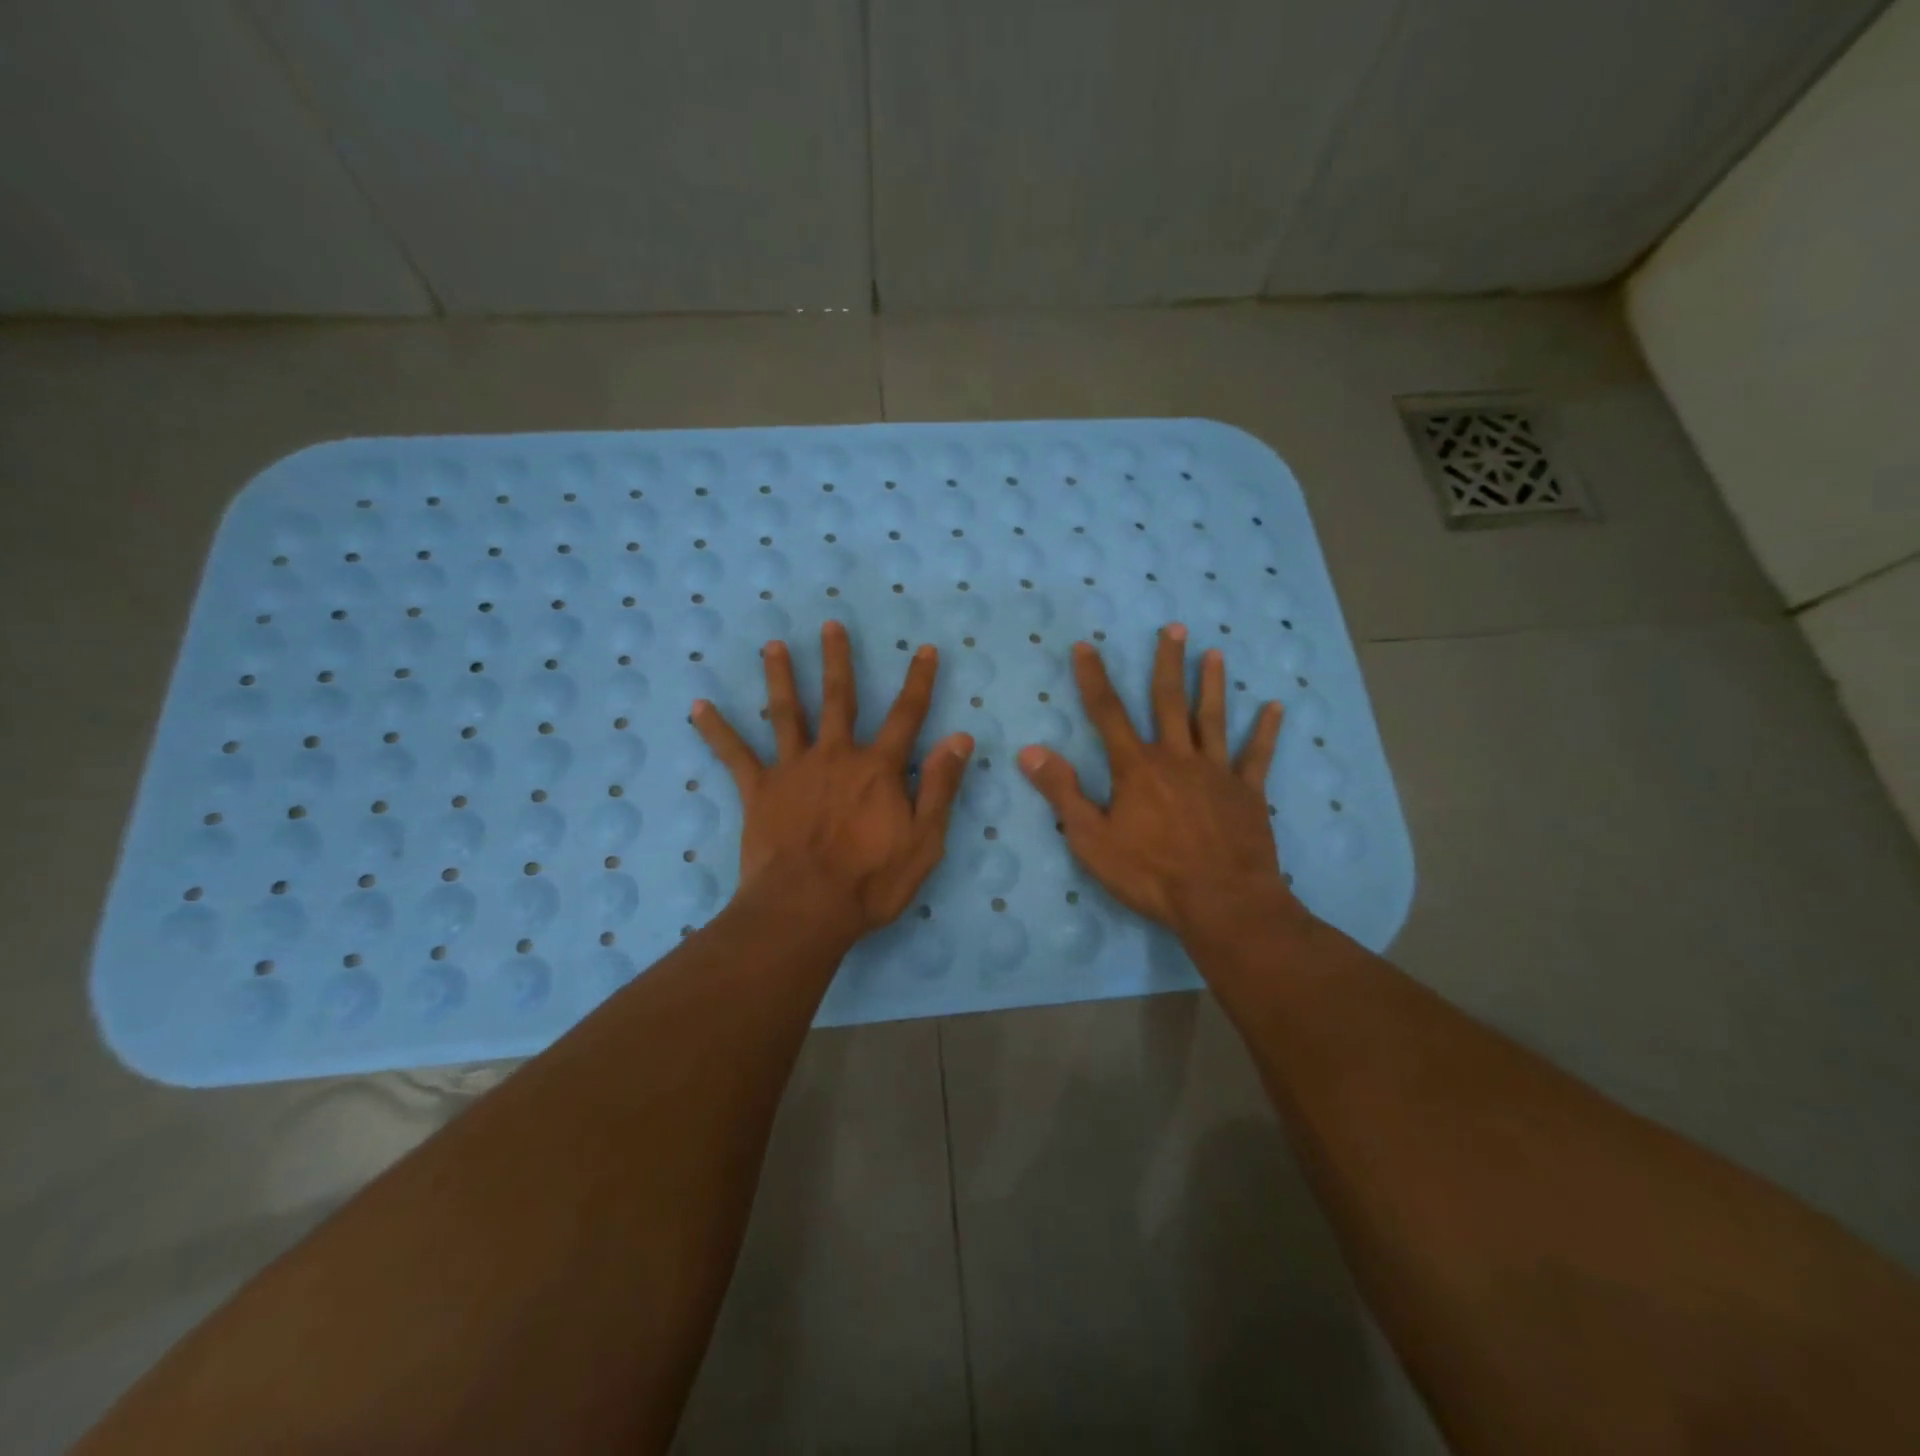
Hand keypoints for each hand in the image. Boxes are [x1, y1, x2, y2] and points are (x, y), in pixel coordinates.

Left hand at [693, 621, 973, 936]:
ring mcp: (793, 769)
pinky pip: (734, 754)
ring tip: (773, 645)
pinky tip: (698, 706)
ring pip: (787, 713)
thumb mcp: (925, 841)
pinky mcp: (759, 790)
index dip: (919, 681)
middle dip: (838, 660)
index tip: (924, 648)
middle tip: (831, 625)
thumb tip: (959, 738)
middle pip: (839, 699)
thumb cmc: (871, 881)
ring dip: (781, 676)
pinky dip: (716, 730)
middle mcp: (836, 756)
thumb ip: (940, 787)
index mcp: (878, 769)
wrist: (806, 909)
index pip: (907, 715)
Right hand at [1017, 623, 1306, 939]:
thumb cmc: (1150, 874)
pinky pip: (1257, 756)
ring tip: (1214, 653)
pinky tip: (1275, 707)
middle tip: (1174, 628)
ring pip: (1212, 719)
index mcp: (1137, 768)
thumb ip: (1062, 792)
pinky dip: (1266, 731)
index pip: (1108, 713)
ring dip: (1211, 685)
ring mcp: (1216, 773)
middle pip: (1168, 702)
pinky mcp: (1248, 793)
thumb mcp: (1091, 839)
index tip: (1086, 646)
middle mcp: (1177, 758)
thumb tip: (1030, 751)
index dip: (1093, 678)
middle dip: (1167, 663)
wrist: (1221, 903)